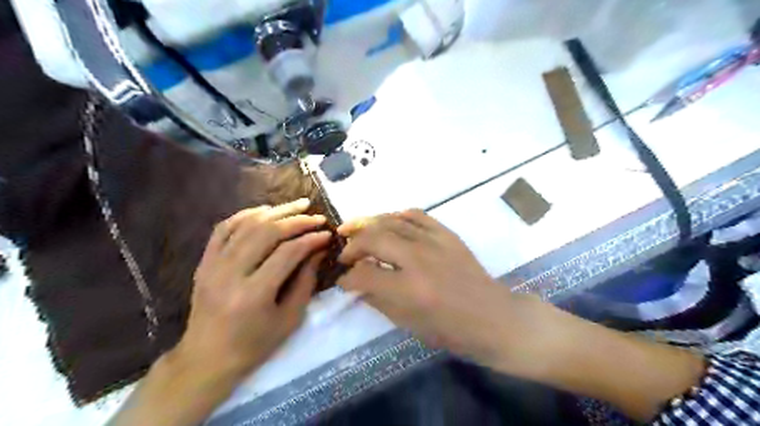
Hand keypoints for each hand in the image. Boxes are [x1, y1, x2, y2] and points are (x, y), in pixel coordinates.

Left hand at [176, 197, 333, 380]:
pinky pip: (224, 228)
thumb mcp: (289, 319)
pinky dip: (246, 214)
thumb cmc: (254, 344)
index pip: (287, 253)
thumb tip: (318, 251)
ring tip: (297, 205)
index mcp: (253, 294)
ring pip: (246, 224)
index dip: (310, 239)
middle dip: (296, 220)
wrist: (206, 358)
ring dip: (275, 211)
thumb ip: (306, 281)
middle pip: (266, 233)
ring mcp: (212, 265)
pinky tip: (265, 211)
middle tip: (316, 216)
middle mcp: (230, 274)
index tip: (327, 233)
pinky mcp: (204, 262)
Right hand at [337, 210, 516, 366]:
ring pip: (391, 221)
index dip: (347, 278)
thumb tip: (356, 284)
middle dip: (352, 246)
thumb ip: (378, 300)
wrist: (493, 317)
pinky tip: (387, 222)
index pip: (364, 274)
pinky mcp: (446, 234)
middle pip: (373, 238)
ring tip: (354, 230)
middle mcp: (418, 259)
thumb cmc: (451, 330)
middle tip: (345, 255)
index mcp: (408, 289)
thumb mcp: (408, 324)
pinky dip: (396, 216)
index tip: (343, 280)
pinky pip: (416, 215)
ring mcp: (434, 241)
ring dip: (367, 224)